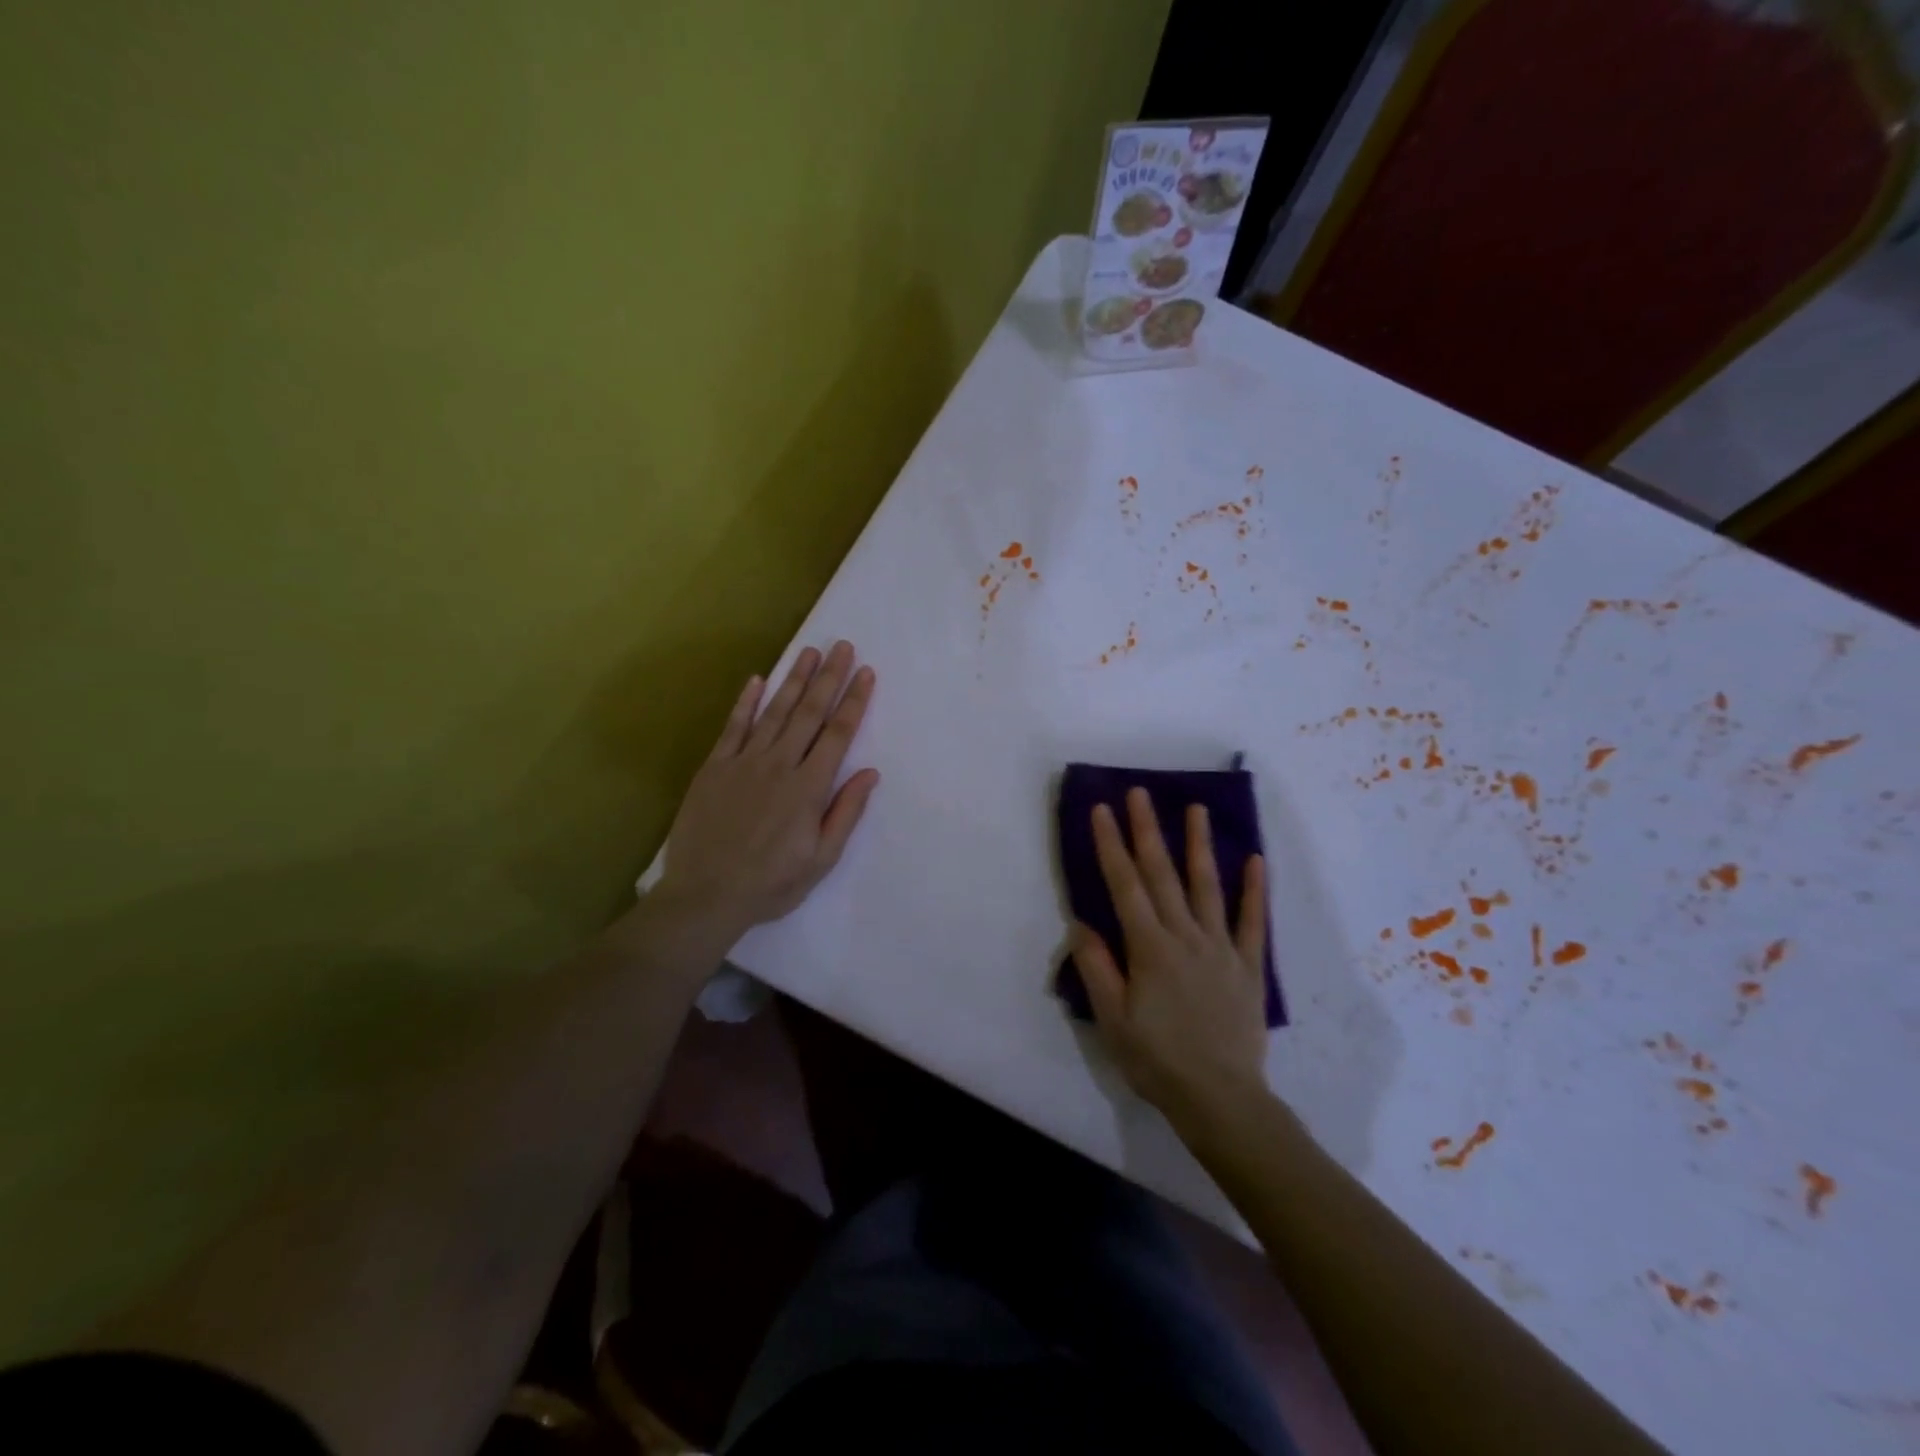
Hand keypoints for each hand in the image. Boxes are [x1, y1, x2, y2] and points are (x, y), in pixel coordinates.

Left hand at [655, 641, 879, 941]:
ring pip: (774, 712)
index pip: (838, 734)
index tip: (866, 673)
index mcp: (809, 788)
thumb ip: (845, 812)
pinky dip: (745, 702)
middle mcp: (779, 765)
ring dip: (794, 679)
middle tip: (842, 646)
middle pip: (809, 713)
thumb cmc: (771, 884)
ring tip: (809, 651)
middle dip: (829, 677)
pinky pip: (733, 727)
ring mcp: (743, 763)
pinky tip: (757, 679)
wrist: (705, 896)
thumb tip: (870, 772)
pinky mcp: (715, 768)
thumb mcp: (821, 859)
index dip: (854, 701)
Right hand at [1071, 788, 1269, 1127]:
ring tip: (1196, 808)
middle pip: (1163, 875)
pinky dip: (1254, 889)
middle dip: (1148, 830)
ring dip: (1199, 845)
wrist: (1222, 1100)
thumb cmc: (1158, 1061)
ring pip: (1207, 886)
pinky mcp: (1248, 966)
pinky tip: (1256, 859)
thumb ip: (1098, 968)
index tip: (1103, 810)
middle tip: (1140, 793)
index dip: (1112, 845)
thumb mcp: (1113, 1020)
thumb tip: (1081, 922)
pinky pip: (1252, 921)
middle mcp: (1185, 936)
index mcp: (1149, 948)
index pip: (1125, 885)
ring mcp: (1220, 948)